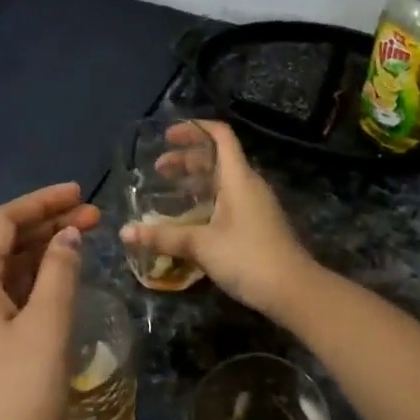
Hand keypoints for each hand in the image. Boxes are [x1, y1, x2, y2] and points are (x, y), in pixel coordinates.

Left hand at [0, 183, 99, 419]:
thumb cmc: (19, 396)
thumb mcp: (47, 327)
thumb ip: (59, 273)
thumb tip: (67, 237)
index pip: (1, 223)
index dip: (41, 202)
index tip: (80, 192)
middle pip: (0, 244)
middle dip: (46, 226)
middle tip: (93, 217)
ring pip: (2, 272)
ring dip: (41, 253)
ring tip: (83, 241)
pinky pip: (1, 298)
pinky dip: (32, 283)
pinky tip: (60, 281)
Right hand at [120, 121, 312, 318]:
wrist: (294, 290)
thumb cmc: (248, 257)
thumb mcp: (201, 245)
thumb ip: (163, 236)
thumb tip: (124, 231)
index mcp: (238, 177)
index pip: (220, 136)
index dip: (194, 129)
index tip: (167, 135)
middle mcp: (248, 184)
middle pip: (217, 158)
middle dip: (186, 159)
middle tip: (158, 169)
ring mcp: (255, 205)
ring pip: (222, 181)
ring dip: (195, 181)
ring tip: (168, 192)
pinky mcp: (257, 225)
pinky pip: (227, 200)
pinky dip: (206, 200)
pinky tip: (188, 220)